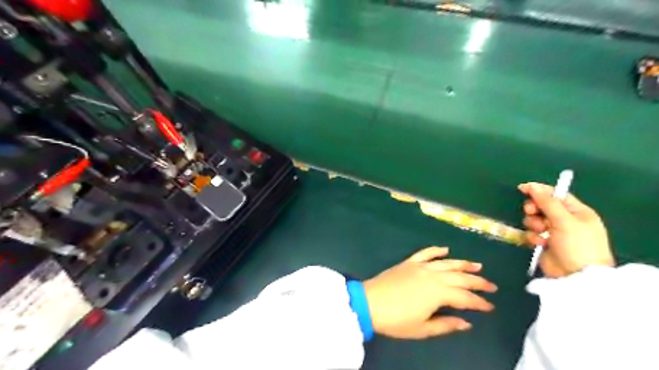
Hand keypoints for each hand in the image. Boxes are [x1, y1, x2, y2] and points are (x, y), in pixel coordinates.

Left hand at [362, 247, 495, 338]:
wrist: (370, 303)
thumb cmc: (396, 320)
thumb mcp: (423, 328)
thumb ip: (446, 324)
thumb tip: (466, 322)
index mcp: (438, 293)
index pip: (465, 297)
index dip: (479, 302)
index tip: (490, 306)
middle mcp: (433, 276)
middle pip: (460, 277)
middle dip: (477, 282)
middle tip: (491, 285)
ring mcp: (420, 266)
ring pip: (446, 263)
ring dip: (462, 264)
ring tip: (477, 265)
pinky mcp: (409, 262)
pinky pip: (425, 253)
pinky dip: (436, 250)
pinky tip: (445, 249)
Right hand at [518, 183, 615, 277]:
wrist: (576, 276)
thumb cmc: (576, 245)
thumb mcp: (564, 220)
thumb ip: (547, 202)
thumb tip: (533, 186)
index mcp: (577, 212)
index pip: (556, 195)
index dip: (540, 190)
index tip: (522, 188)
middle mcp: (566, 220)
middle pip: (543, 206)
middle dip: (534, 209)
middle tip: (531, 212)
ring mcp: (555, 232)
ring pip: (535, 219)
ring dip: (533, 224)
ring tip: (540, 232)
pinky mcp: (545, 242)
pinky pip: (533, 233)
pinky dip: (533, 236)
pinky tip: (540, 243)